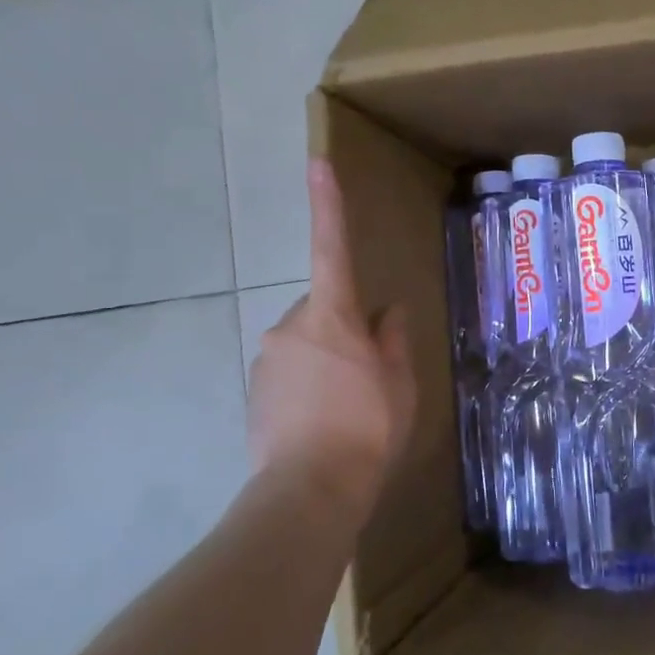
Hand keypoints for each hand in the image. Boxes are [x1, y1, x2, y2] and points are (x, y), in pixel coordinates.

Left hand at [248, 160, 416, 499]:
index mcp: (333, 318)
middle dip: (344, 329)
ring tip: (349, 407)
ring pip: (306, 344)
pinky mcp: (255, 392)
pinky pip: (290, 373)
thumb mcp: (399, 384)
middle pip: (323, 310)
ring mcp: (268, 360)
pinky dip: (309, 386)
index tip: (317, 162)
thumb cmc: (368, 429)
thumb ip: (393, 340)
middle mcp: (291, 328)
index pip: (331, 249)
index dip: (328, 205)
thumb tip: (389, 312)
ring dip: (327, 361)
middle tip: (371, 373)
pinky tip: (325, 420)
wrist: (310, 492)